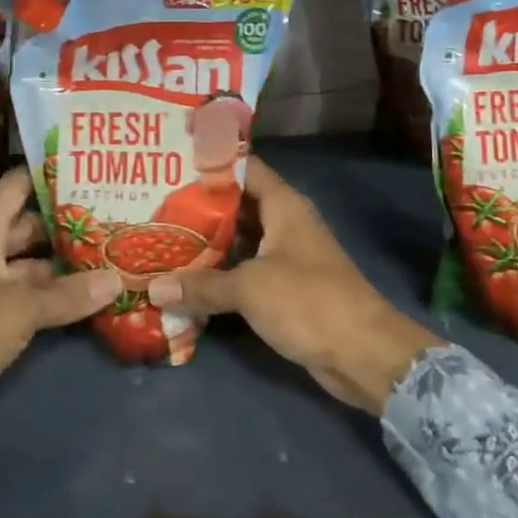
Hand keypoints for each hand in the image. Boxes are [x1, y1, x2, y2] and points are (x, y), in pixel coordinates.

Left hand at [0, 169, 120, 423]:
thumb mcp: (19, 308)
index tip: (87, 169)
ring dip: (62, 263)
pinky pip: (25, 294)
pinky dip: (50, 294)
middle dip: (66, 222)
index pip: (16, 186)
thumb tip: (117, 279)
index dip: (47, 174)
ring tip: (109, 253)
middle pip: (28, 226)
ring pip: (29, 264)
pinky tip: (85, 295)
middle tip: (111, 215)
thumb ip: (68, 294)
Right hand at [146, 158, 439, 413]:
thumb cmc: (309, 302)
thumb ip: (201, 285)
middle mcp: (284, 224)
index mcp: (283, 206)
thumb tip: (153, 289)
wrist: (364, 354)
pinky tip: (185, 280)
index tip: (172, 163)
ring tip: (161, 238)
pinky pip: (244, 272)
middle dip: (198, 207)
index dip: (211, 163)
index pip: (244, 168)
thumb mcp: (249, 288)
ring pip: (238, 241)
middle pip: (236, 206)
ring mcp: (285, 257)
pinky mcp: (284, 289)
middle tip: (154, 204)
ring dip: (205, 244)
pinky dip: (219, 274)